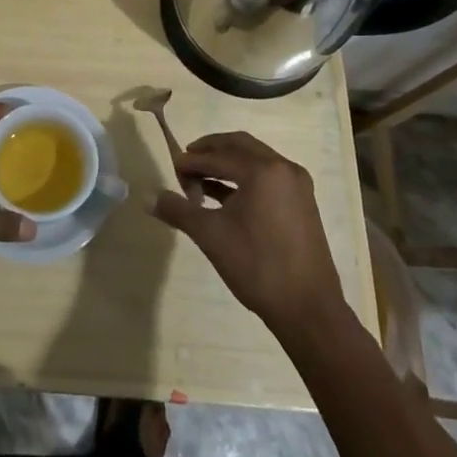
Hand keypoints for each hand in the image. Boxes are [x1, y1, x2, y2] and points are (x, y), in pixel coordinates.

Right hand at [150, 131, 343, 336]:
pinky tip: (224, 197)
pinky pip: (268, 176)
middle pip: (239, 146)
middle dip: (210, 152)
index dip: (191, 161)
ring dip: (227, 164)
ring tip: (201, 182)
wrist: (309, 310)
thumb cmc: (257, 266)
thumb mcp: (211, 236)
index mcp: (263, 170)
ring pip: (255, 160)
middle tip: (187, 164)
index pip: (218, 156)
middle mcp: (284, 168)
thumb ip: (178, 210)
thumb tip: (148, 197)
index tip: (172, 169)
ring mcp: (297, 185)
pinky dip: (244, 178)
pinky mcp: (303, 202)